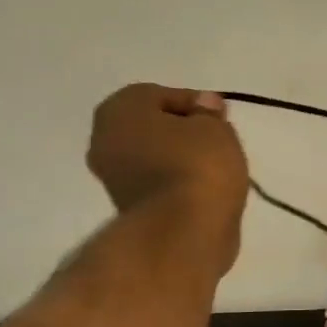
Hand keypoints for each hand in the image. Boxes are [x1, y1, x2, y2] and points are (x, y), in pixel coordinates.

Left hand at [88, 84, 249, 258]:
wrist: (184, 231)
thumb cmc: (198, 166)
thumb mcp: (215, 128)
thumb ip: (209, 113)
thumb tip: (203, 106)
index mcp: (119, 110)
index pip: (159, 95)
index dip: (195, 103)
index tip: (222, 117)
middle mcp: (105, 140)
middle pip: (152, 126)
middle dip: (183, 131)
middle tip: (218, 140)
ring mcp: (114, 178)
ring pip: (154, 156)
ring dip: (180, 159)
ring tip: (216, 168)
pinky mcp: (130, 208)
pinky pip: (158, 183)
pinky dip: (178, 183)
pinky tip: (204, 189)